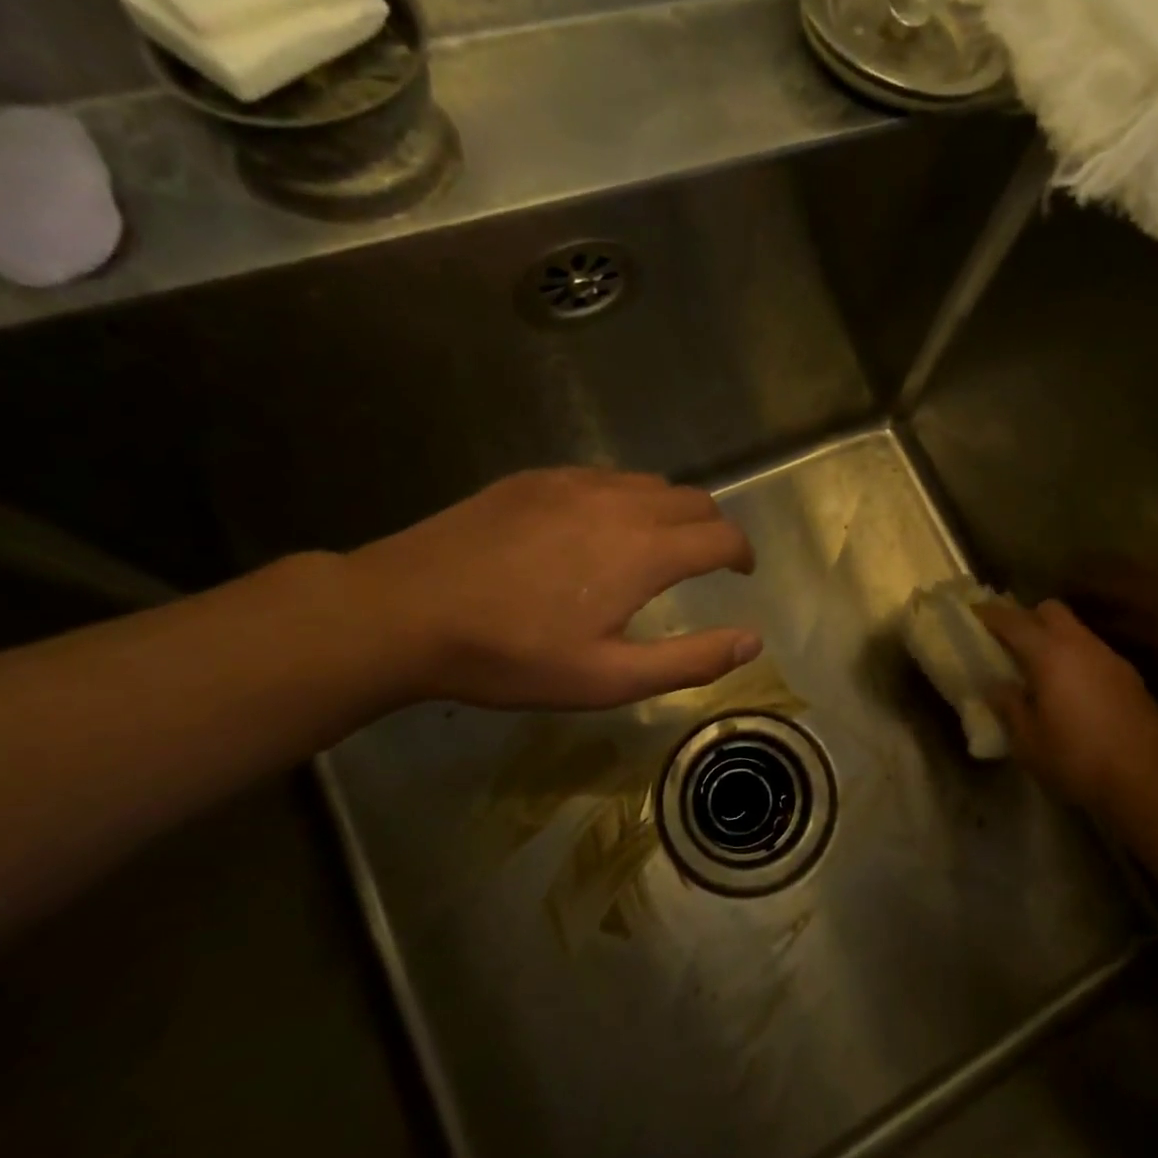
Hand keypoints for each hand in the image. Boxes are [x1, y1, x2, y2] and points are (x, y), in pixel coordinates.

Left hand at [342, 468, 759, 710]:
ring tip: (655, 546)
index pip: (722, 537)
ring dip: (671, 511)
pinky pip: (605, 478)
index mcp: (646, 551)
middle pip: (695, 500)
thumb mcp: (609, 679)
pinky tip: (597, 529)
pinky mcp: (537, 478)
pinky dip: (626, 499)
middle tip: (705, 562)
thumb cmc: (513, 656)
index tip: (742, 573)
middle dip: (713, 529)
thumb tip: (753, 640)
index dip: (743, 554)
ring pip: (650, 484)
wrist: (405, 611)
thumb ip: (691, 660)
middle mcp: (622, 503)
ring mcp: (576, 483)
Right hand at [978, 599, 1157, 813]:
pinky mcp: (1130, 677)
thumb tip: (997, 686)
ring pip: (1076, 631)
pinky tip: (1073, 690)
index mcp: (1050, 655)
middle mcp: (1081, 646)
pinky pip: (1094, 653)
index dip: (990, 614)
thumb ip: (1009, 707)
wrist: (1148, 780)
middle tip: (1010, 642)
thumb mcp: (1028, 742)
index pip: (1013, 621)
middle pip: (1051, 610)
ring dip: (1055, 639)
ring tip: (1041, 670)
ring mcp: (1110, 658)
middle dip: (1028, 617)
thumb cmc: (1077, 759)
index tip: (974, 613)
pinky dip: (1077, 659)